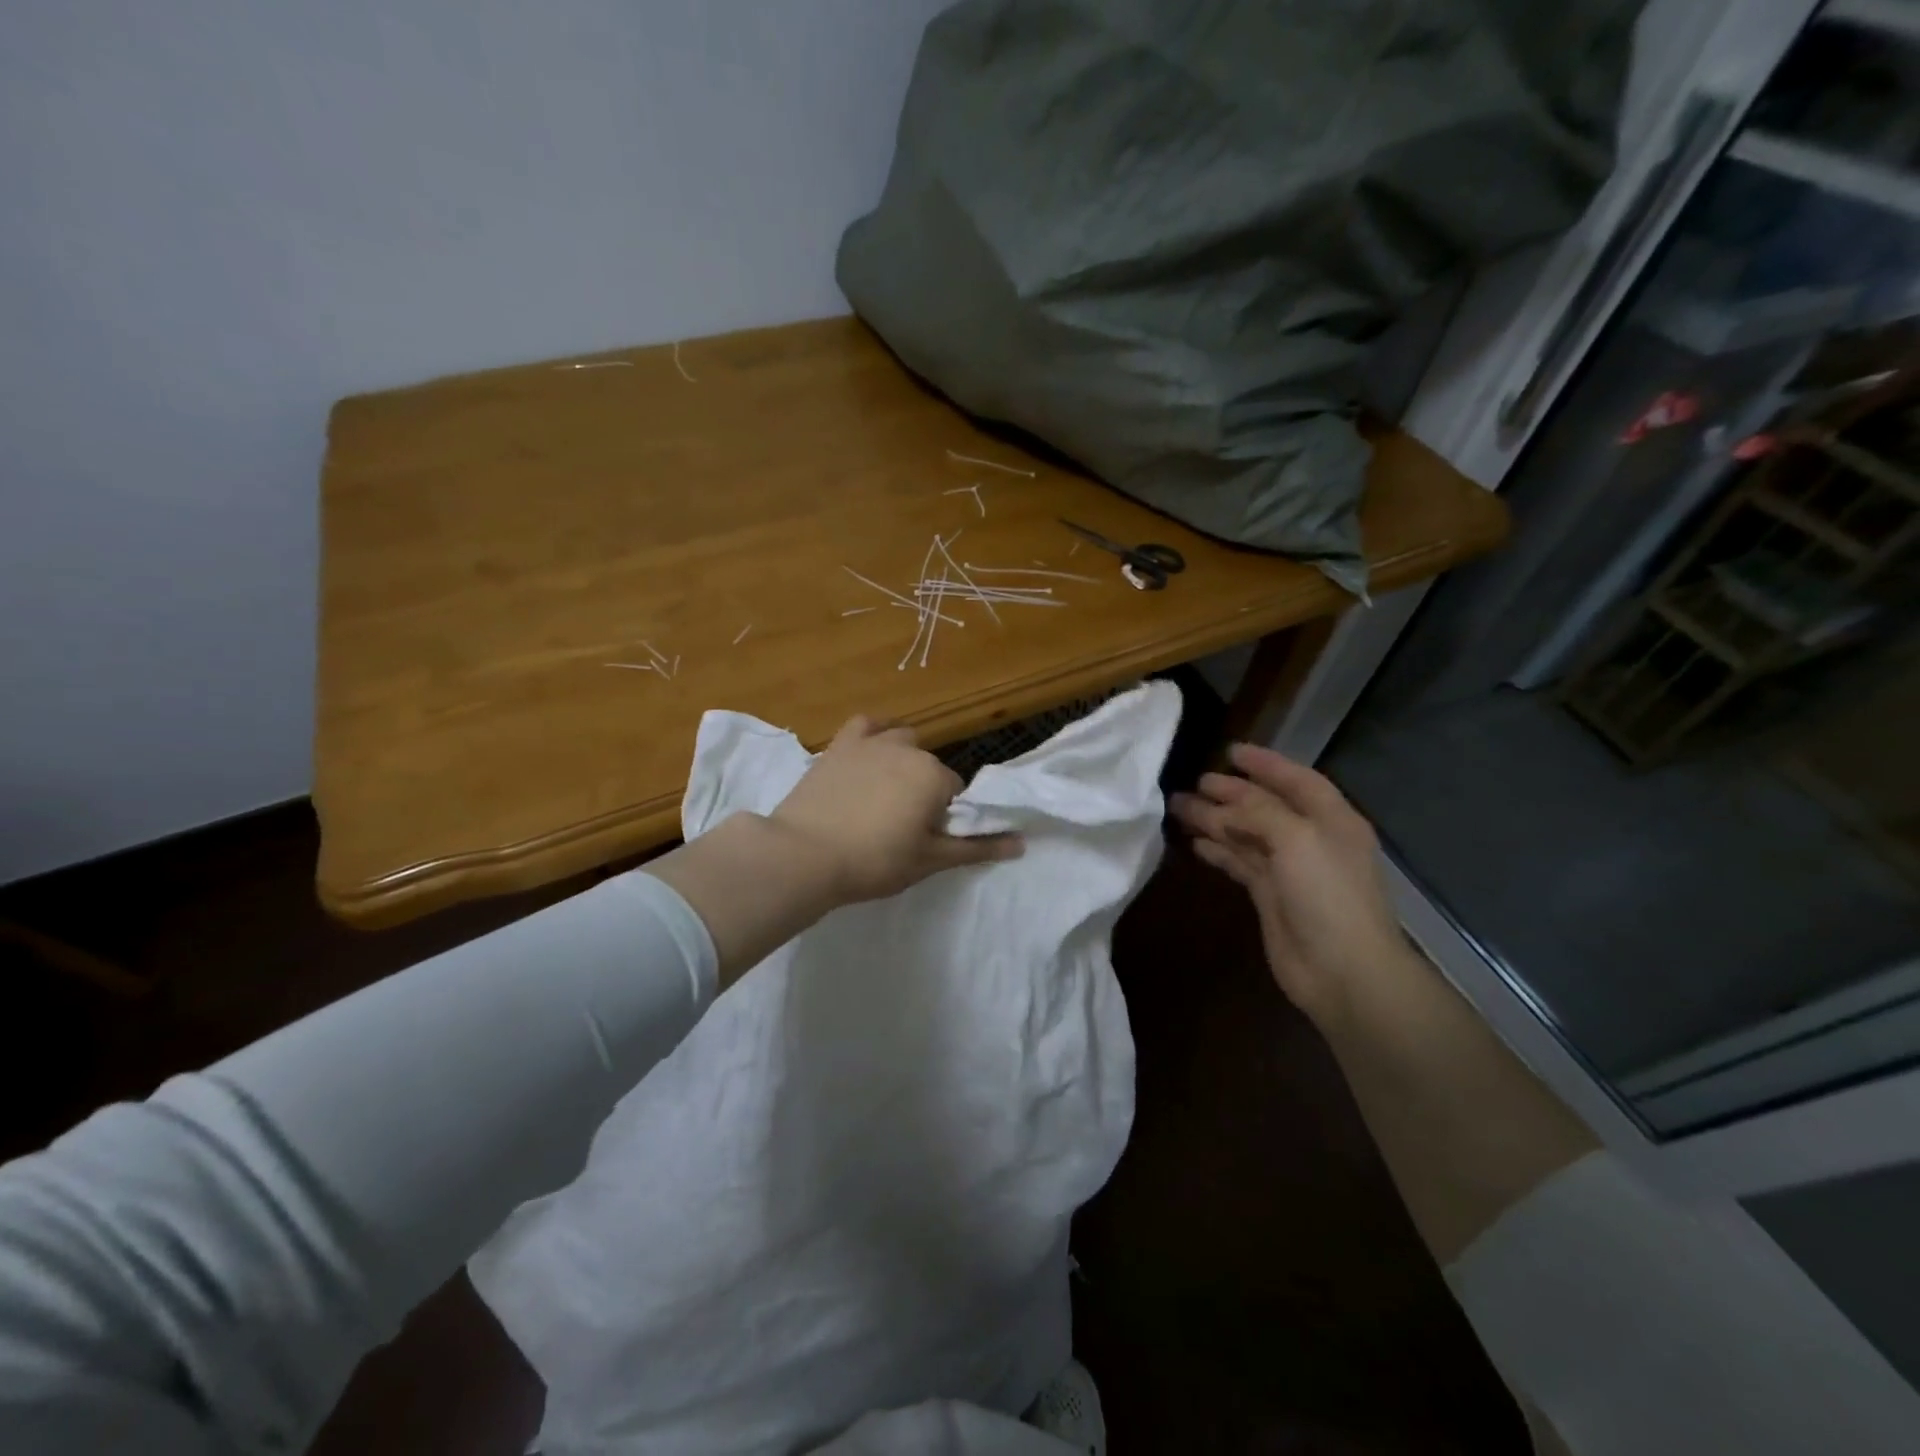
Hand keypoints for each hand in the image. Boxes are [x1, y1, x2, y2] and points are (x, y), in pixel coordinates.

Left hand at [770, 716, 1022, 904]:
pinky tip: (867, 754)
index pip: (954, 792)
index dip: (941, 816)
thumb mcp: (930, 860)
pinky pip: (866, 725)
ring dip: (901, 760)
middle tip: (898, 824)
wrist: (804, 854)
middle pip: (928, 767)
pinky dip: (873, 734)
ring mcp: (871, 742)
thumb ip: (977, 848)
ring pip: (901, 741)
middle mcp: (908, 750)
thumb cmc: (874, 861)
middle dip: (922, 789)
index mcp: (935, 777)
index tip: (920, 837)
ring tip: (882, 793)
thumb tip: (1022, 843)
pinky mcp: (839, 744)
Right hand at [1170, 743, 1407, 1021]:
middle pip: (1265, 807)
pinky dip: (1219, 851)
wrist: (1343, 971)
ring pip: (1247, 834)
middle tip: (1194, 782)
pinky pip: (1240, 863)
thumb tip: (1224, 804)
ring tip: (1179, 808)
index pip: (1297, 780)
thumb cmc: (1327, 895)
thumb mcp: (1296, 838)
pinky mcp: (1270, 896)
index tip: (1230, 751)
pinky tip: (1195, 843)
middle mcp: (1311, 839)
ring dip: (1216, 820)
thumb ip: (1259, 812)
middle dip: (1230, 793)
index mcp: (1331, 820)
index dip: (1265, 764)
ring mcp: (1290, 870)